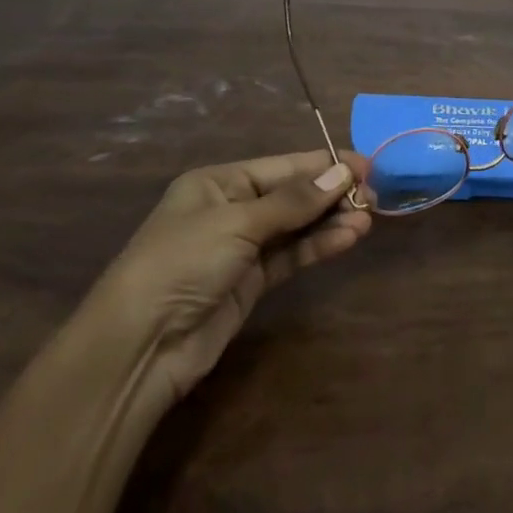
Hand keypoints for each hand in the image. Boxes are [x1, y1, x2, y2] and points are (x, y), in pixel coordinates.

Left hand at [88, 151, 374, 402]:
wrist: (139, 347)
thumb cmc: (182, 263)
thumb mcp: (237, 223)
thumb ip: (294, 201)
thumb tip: (342, 174)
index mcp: (219, 183)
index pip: (283, 166)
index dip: (325, 165)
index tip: (366, 165)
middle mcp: (232, 209)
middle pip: (293, 194)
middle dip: (332, 194)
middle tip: (373, 197)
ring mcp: (242, 247)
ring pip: (297, 226)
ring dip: (330, 221)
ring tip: (367, 220)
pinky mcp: (251, 282)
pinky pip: (292, 255)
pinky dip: (318, 246)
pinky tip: (347, 239)